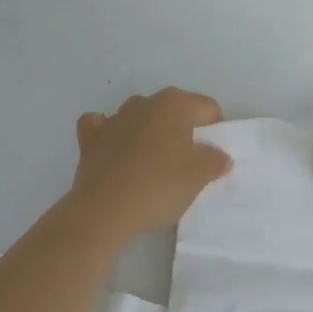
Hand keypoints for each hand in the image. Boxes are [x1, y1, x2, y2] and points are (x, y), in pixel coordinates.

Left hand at [68, 88, 231, 241]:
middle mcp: (145, 102)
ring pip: (140, 117)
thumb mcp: (198, 177)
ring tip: (153, 165)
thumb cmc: (160, 185)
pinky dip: (110, 134)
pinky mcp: (91, 138)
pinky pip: (103, 127)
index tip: (213, 156)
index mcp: (175, 103)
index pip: (207, 108)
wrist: (105, 209)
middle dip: (182, 131)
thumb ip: (214, 161)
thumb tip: (221, 156)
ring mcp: (115, 118)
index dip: (215, 130)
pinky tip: (115, 150)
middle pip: (173, 111)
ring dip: (148, 133)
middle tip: (187, 163)